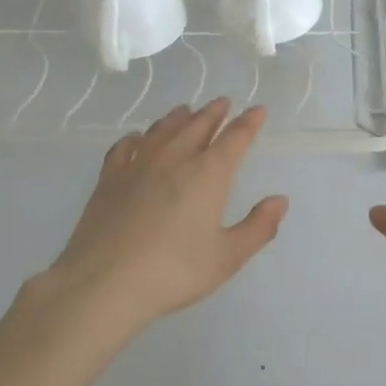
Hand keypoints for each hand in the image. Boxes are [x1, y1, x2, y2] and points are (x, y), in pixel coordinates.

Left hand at [46, 99, 287, 334]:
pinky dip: (135, 138)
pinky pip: (124, 147)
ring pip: (162, 130)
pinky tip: (136, 138)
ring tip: (186, 111)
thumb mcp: (227, 257)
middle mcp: (175, 158)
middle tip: (223, 102)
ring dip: (178, 118)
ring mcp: (139, 165)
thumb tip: (280, 200)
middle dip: (214, 112)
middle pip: (198, 125)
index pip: (235, 138)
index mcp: (208, 173)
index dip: (248, 123)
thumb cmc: (174, 271)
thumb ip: (258, 227)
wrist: (104, 282)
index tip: (257, 110)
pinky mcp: (109, 178)